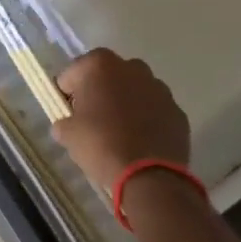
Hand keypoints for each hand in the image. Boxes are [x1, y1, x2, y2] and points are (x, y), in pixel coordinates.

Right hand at [51, 49, 189, 192]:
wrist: (149, 176)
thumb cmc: (101, 145)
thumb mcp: (68, 135)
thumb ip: (63, 121)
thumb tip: (67, 124)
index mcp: (100, 65)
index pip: (72, 74)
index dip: (67, 93)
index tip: (68, 113)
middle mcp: (132, 68)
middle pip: (107, 76)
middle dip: (99, 92)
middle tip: (92, 120)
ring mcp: (159, 88)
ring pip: (134, 91)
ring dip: (125, 104)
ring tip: (119, 132)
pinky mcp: (177, 111)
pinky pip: (154, 110)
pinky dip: (147, 119)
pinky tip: (140, 142)